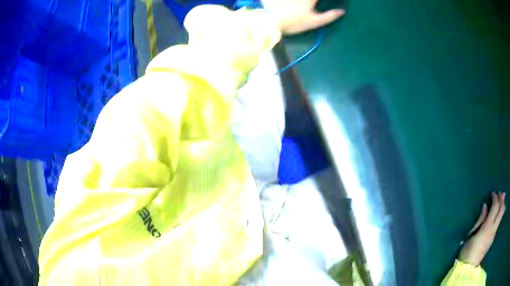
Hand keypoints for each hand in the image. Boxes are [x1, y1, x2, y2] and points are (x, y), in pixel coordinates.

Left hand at [263, 0, 344, 33]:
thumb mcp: (314, 22)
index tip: (328, 3)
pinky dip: (300, 2)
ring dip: (312, 2)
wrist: (270, 20)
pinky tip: (299, 4)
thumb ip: (329, 16)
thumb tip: (341, 11)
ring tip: (313, 4)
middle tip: (318, 4)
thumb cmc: (294, 22)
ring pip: (307, 0)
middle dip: (317, 1)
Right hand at [458, 192, 505, 265]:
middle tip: (501, 193)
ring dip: (503, 205)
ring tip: (502, 198)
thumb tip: (485, 206)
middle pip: (502, 209)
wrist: (468, 268)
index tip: (493, 193)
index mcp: (487, 227)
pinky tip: (498, 213)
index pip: (496, 207)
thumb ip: (480, 220)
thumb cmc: (467, 251)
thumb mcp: (471, 235)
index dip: (495, 197)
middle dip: (502, 199)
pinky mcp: (492, 239)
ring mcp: (494, 234)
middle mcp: (493, 229)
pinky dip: (500, 213)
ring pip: (502, 215)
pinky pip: (499, 222)